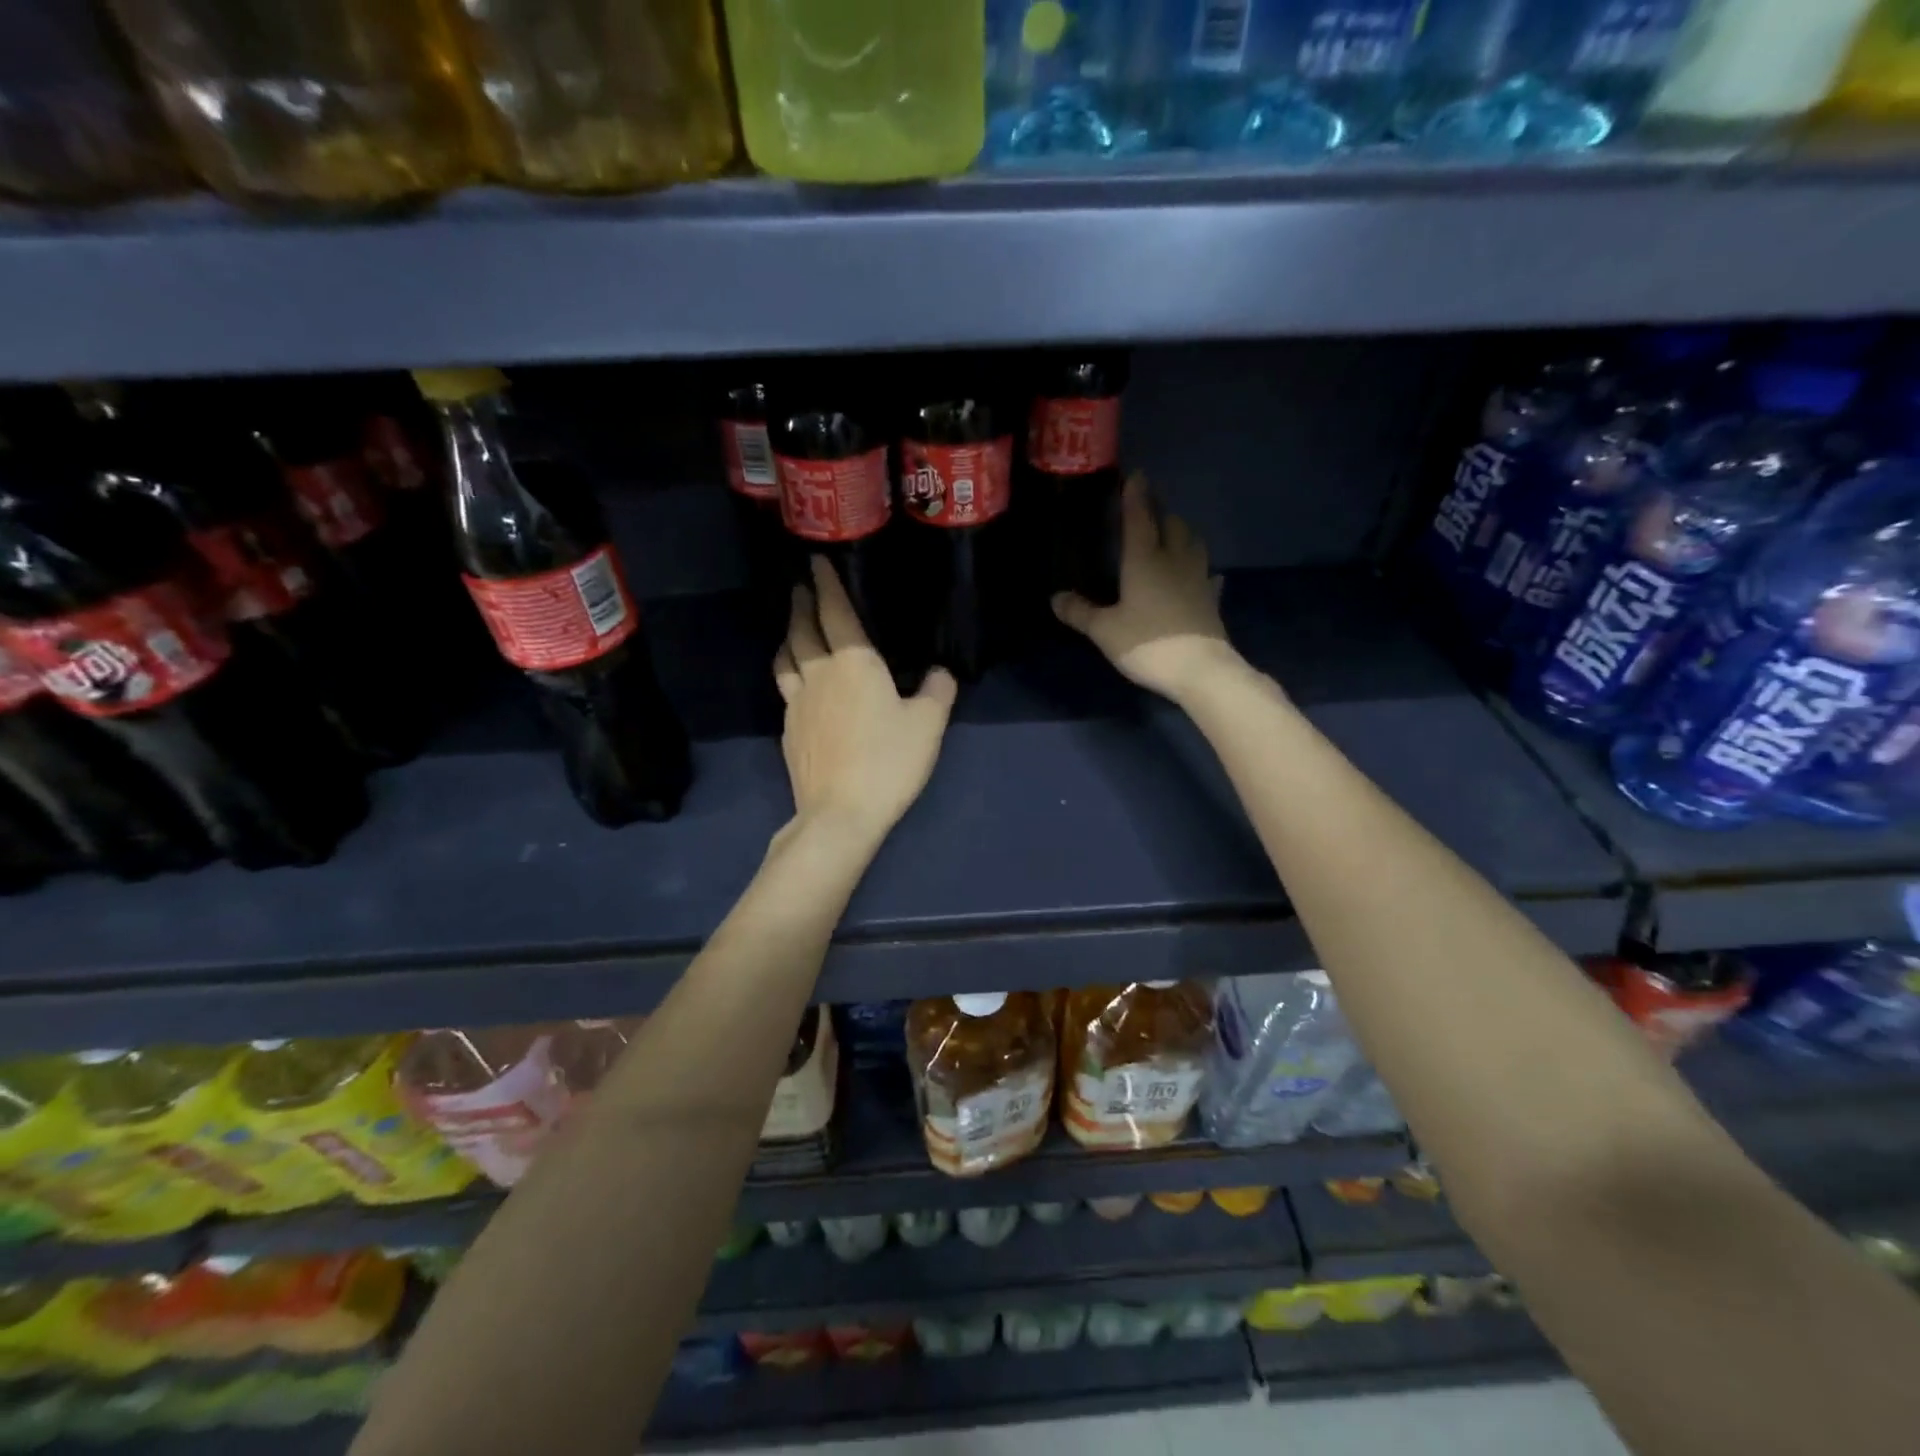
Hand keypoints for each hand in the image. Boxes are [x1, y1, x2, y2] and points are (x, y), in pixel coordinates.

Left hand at [774, 557, 956, 846]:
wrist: (840, 813)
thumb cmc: (888, 761)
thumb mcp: (928, 725)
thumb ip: (936, 691)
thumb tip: (939, 672)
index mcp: (853, 663)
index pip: (835, 612)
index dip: (826, 584)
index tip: (816, 562)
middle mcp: (818, 675)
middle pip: (801, 629)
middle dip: (801, 604)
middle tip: (801, 588)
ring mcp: (797, 704)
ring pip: (786, 658)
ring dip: (788, 636)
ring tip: (793, 629)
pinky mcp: (789, 731)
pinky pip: (785, 689)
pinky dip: (790, 672)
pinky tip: (799, 684)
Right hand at [1052, 473, 1241, 702]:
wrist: (1201, 671)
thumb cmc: (1148, 644)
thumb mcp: (1105, 631)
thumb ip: (1081, 612)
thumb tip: (1056, 597)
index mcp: (1145, 560)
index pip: (1140, 518)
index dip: (1135, 495)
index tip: (1135, 475)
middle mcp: (1174, 561)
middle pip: (1172, 525)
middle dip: (1160, 512)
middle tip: (1148, 509)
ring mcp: (1198, 579)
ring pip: (1194, 544)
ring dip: (1182, 533)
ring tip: (1172, 534)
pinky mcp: (1211, 601)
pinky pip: (1208, 577)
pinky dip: (1201, 570)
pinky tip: (1202, 575)